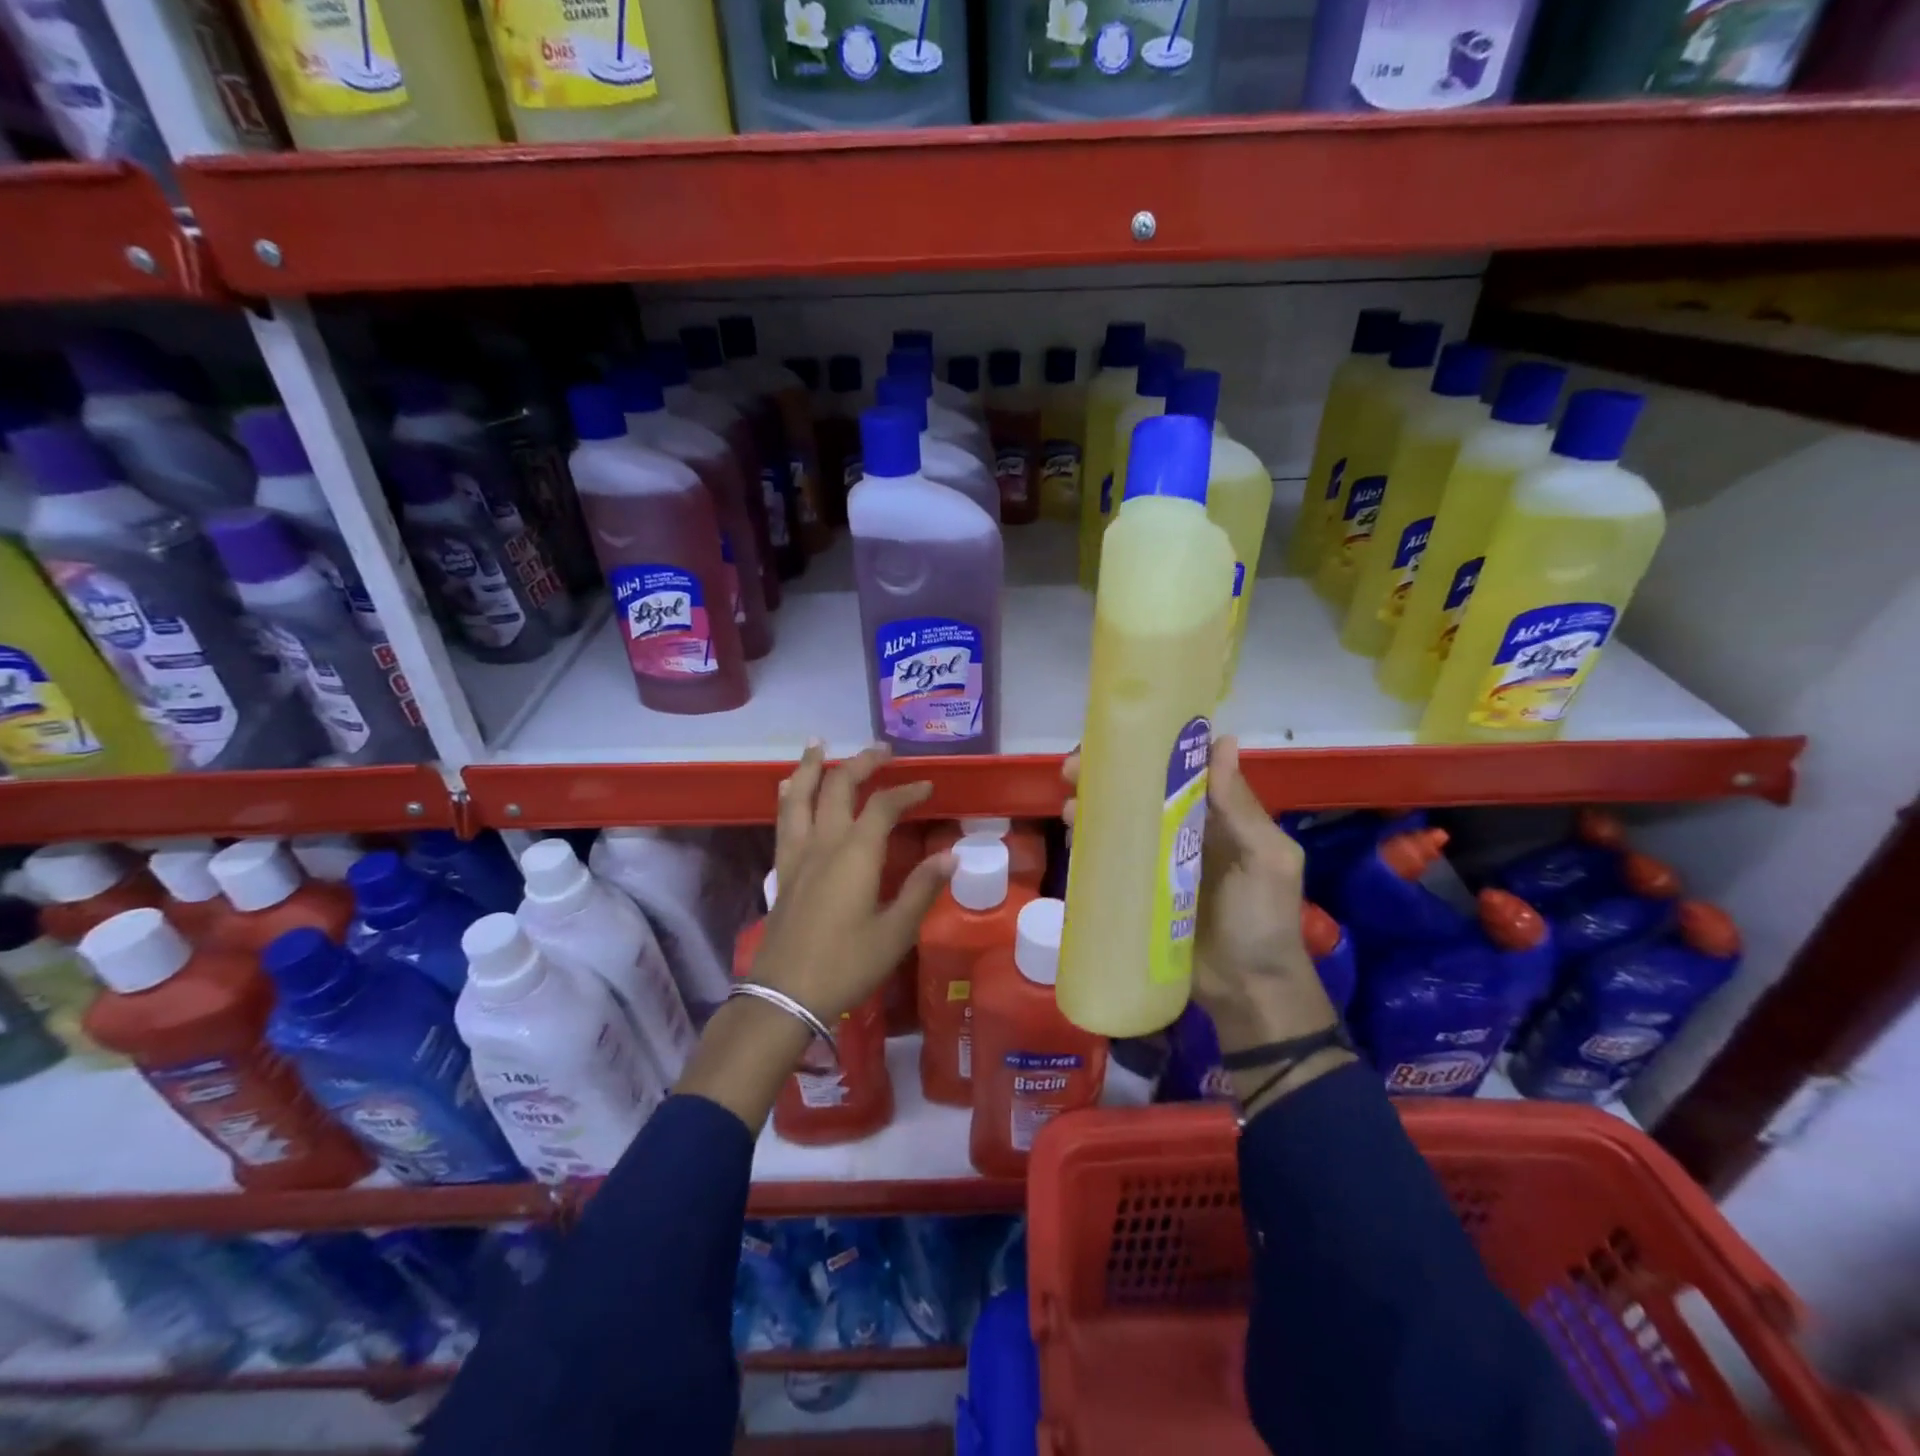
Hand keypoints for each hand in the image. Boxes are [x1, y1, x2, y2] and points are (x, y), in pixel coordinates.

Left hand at [757, 741, 954, 1021]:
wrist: (785, 995)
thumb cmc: (847, 964)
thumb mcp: (895, 932)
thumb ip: (922, 889)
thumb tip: (951, 856)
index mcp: (855, 854)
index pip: (883, 806)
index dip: (907, 791)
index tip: (928, 787)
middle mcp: (823, 843)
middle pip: (838, 786)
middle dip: (862, 763)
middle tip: (882, 749)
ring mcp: (797, 854)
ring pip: (800, 796)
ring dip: (812, 766)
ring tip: (819, 744)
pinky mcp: (783, 870)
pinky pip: (784, 820)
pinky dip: (790, 796)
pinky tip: (789, 789)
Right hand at [1063, 736, 1347, 1111]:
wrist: (1248, 991)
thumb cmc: (1263, 919)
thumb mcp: (1266, 860)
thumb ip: (1241, 807)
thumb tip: (1223, 741)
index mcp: (1219, 818)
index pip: (1180, 772)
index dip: (1149, 751)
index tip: (1117, 739)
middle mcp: (1184, 833)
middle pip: (1141, 794)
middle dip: (1107, 778)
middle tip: (1072, 770)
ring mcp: (1158, 863)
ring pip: (1121, 824)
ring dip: (1093, 808)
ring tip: (1069, 806)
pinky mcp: (1139, 893)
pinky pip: (1112, 862)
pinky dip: (1090, 845)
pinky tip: (1072, 838)